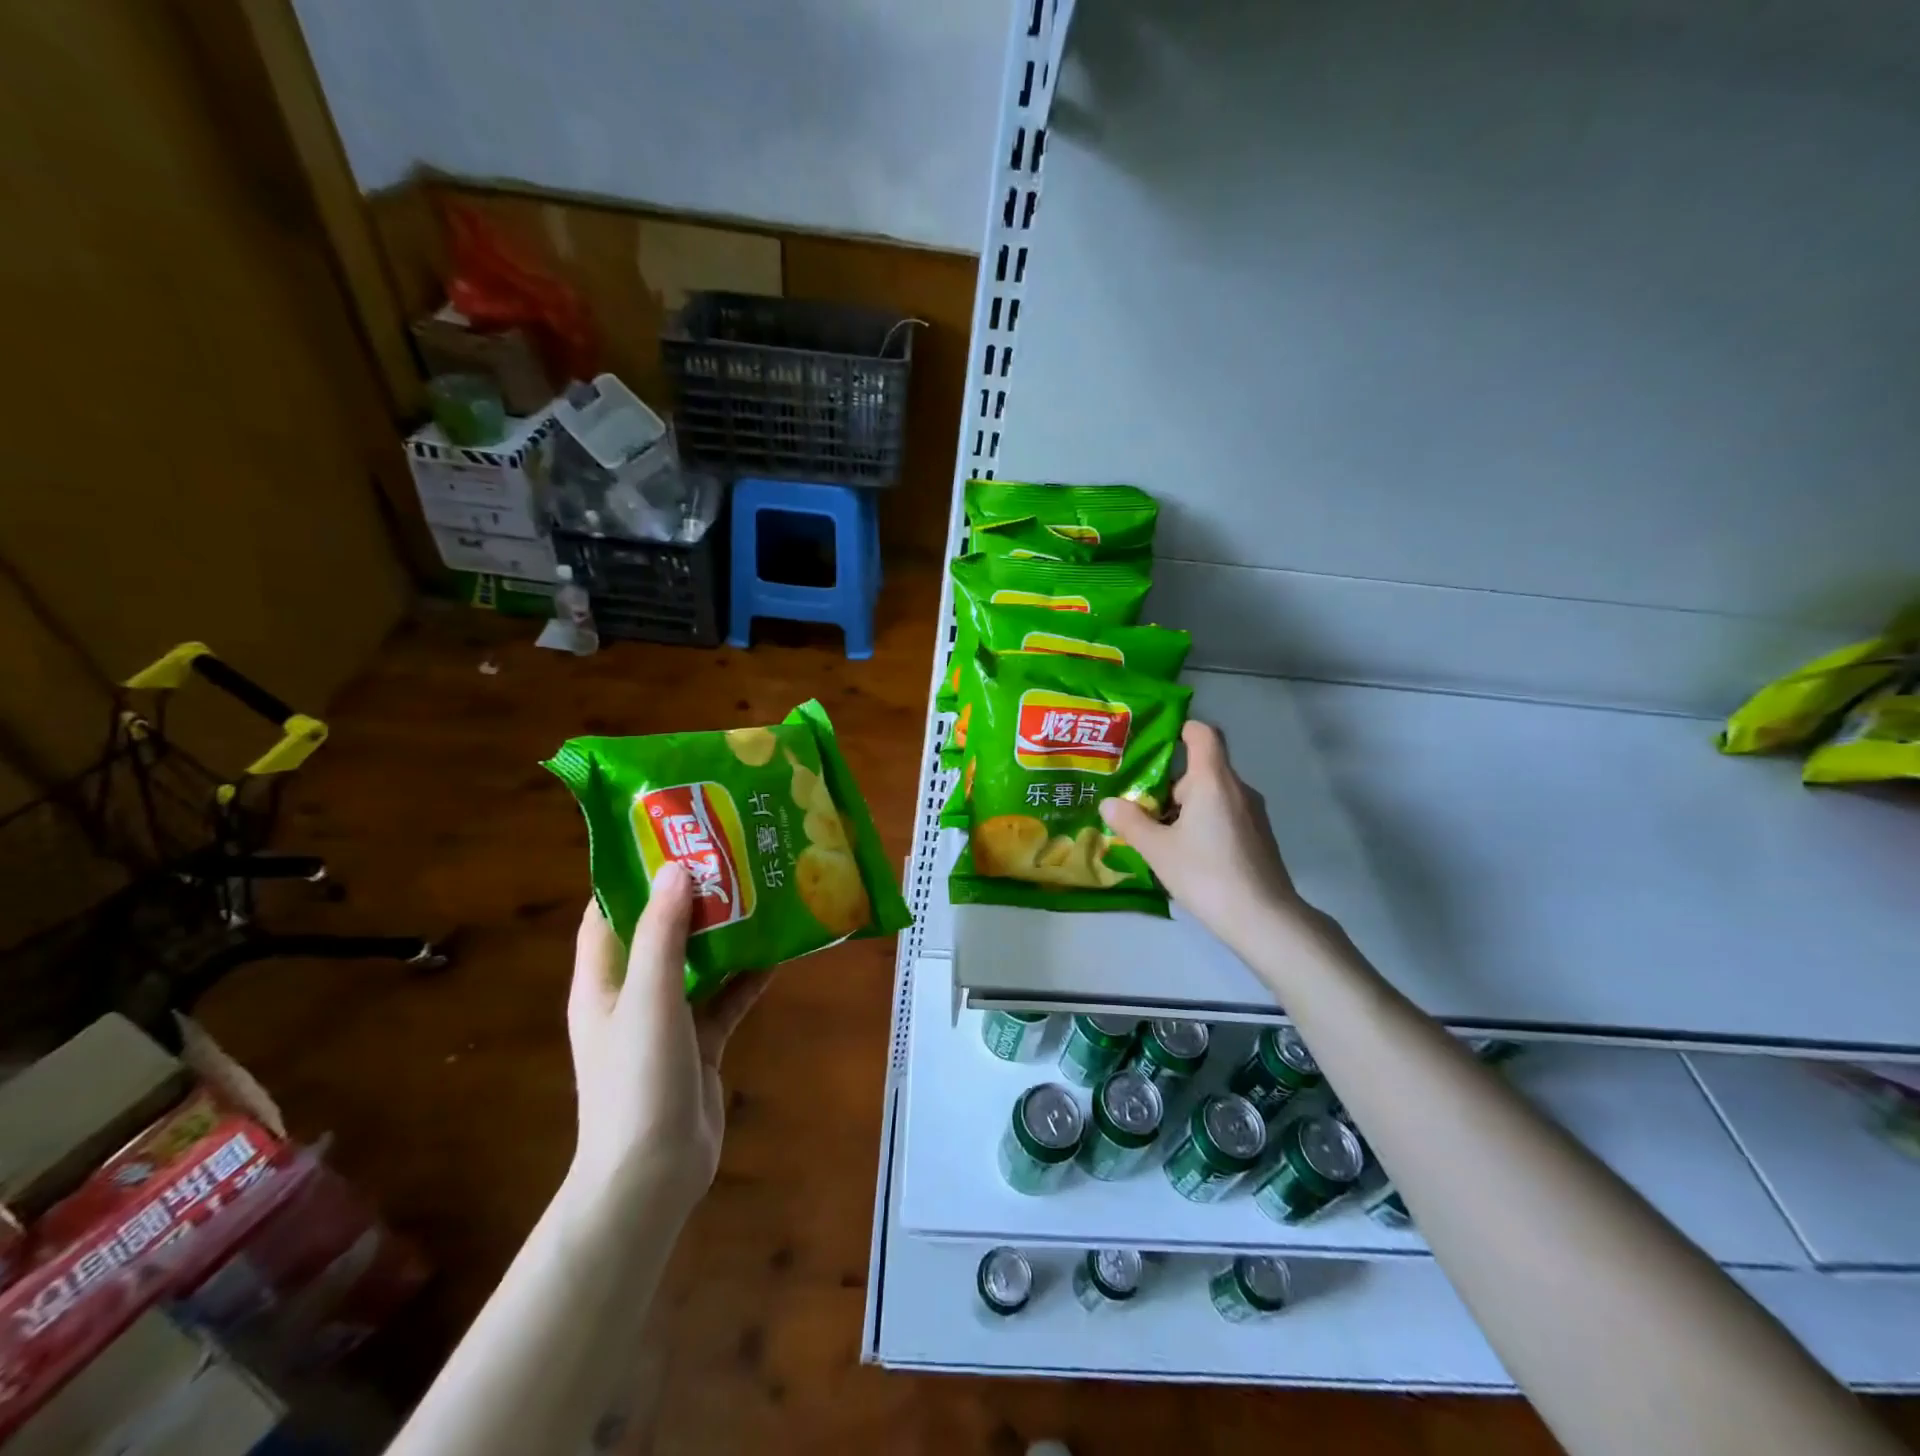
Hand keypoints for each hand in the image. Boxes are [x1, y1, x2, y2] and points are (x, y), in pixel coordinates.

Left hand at [567, 864, 771, 1211]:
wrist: (653, 1175)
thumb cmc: (638, 1079)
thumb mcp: (649, 998)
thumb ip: (663, 934)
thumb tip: (680, 868)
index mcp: (603, 981)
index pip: (608, 913)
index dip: (632, 874)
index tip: (672, 839)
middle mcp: (632, 994)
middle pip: (659, 932)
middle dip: (691, 897)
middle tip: (731, 859)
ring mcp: (668, 1020)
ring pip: (698, 963)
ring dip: (724, 934)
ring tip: (760, 893)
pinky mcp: (700, 1043)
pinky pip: (726, 998)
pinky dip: (747, 976)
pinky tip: (778, 951)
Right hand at [1100, 720, 1321, 960]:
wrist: (1264, 919)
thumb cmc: (1207, 874)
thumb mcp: (1158, 850)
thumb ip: (1131, 822)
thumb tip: (1109, 802)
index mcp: (1213, 781)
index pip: (1203, 734)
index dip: (1181, 729)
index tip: (1156, 742)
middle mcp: (1237, 789)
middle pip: (1202, 769)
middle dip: (1169, 784)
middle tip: (1138, 804)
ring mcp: (1252, 814)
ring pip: (1212, 795)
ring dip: (1184, 807)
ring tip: (1156, 834)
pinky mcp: (1258, 837)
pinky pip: (1224, 815)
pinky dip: (1202, 823)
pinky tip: (1184, 854)